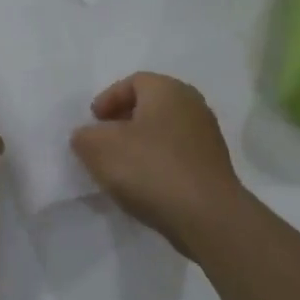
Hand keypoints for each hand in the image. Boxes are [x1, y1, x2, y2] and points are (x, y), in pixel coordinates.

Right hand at [71, 73, 248, 256]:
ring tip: (122, 168)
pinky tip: (146, 185)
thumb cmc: (151, 169)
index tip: (93, 122)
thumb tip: (87, 136)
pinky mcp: (214, 167)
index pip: (133, 82)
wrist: (208, 217)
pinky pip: (178, 155)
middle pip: (150, 105)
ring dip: (142, 144)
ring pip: (164, 131)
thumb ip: (85, 136)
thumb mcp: (100, 148)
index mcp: (167, 89)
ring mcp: (207, 136)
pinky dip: (159, 163)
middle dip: (124, 121)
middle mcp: (192, 104)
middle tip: (105, 141)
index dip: (108, 99)